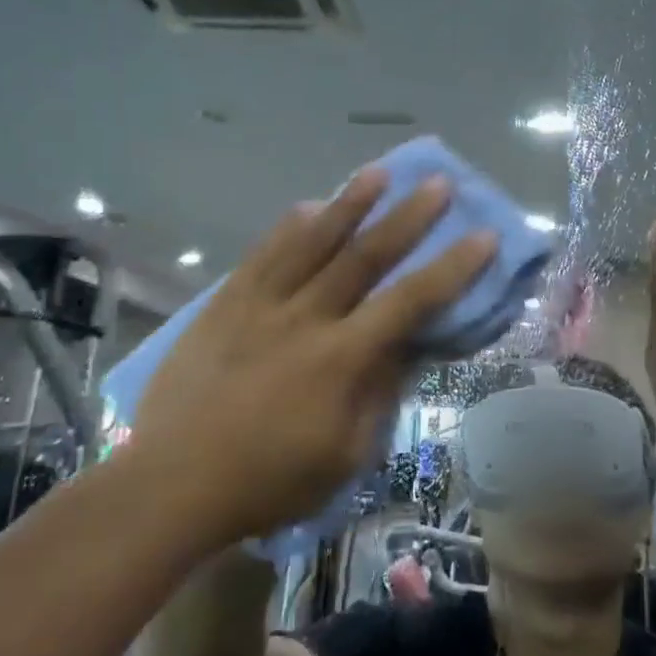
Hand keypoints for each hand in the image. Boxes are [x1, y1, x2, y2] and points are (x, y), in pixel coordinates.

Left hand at [129, 168, 495, 549]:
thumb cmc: (268, 481)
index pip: (410, 301)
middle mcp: (306, 317)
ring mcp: (261, 304)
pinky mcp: (225, 303)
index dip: (452, 267)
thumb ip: (379, 396)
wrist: (173, 482)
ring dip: (349, 204)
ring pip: (312, 242)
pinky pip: (262, 254)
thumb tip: (404, 349)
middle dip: (407, 217)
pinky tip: (307, 205)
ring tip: (378, 173)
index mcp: (342, 358)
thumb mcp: (344, 456)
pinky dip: (288, 228)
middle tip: (437, 183)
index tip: (482, 235)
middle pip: (365, 256)